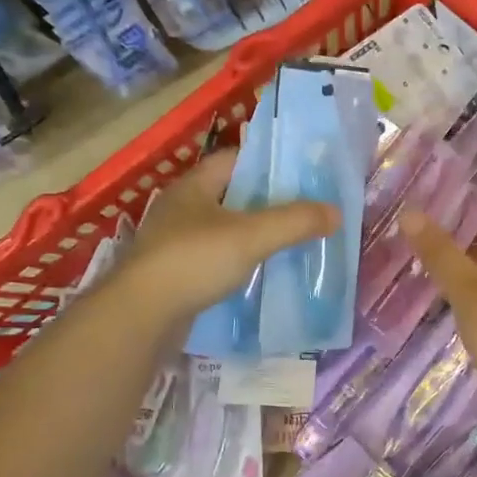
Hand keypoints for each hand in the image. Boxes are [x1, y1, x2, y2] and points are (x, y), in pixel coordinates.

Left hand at [121, 148, 338, 323]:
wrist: (140, 316)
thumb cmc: (193, 261)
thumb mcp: (251, 236)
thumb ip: (294, 222)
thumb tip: (336, 212)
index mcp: (194, 186)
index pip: (236, 159)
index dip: (270, 162)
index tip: (304, 173)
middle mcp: (182, 209)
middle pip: (232, 195)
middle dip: (268, 202)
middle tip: (307, 209)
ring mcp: (175, 243)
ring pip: (225, 230)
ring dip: (254, 234)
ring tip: (292, 241)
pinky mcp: (176, 274)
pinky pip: (216, 260)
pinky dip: (240, 262)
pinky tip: (263, 273)